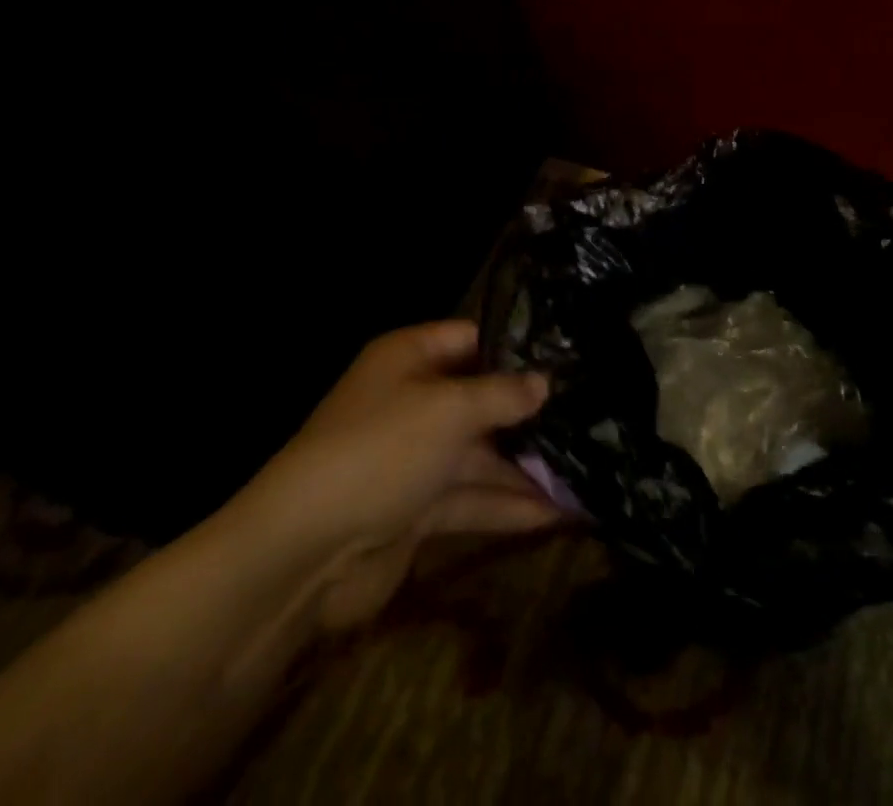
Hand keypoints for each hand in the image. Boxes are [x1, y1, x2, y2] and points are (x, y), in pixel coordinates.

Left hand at [221, 320, 558, 630]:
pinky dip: (509, 506)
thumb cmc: (380, 451)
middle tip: (590, 415)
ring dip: (527, 467)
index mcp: (409, 359)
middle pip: (481, 400)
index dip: (516, 348)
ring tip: (586, 470)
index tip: (567, 357)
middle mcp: (413, 402)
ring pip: (481, 455)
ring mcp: (414, 459)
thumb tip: (545, 382)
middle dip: (530, 414)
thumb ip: (504, 394)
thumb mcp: (450, 409)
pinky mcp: (416, 510)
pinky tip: (559, 512)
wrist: (302, 554)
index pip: (471, 339)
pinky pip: (472, 499)